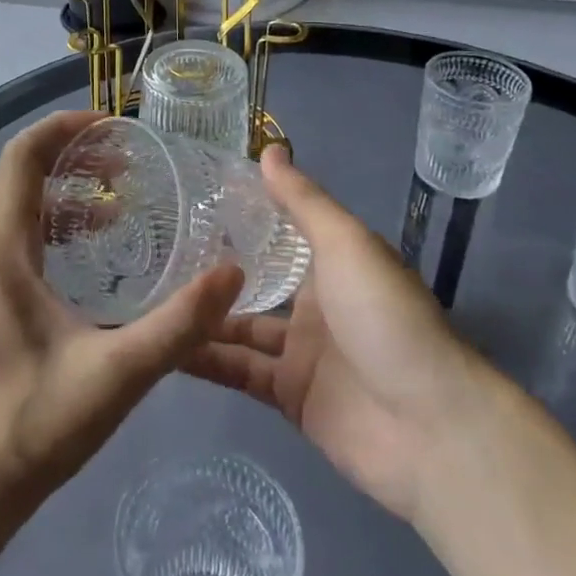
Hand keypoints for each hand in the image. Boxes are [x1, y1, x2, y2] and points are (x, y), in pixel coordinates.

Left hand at [0, 110, 245, 515]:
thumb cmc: (33, 426)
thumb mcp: (117, 375)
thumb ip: (179, 325)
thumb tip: (232, 273)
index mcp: (1, 250)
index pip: (24, 156)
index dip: (66, 128)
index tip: (117, 128)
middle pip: (22, 174)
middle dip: (76, 156)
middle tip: (131, 164)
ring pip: (19, 205)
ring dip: (67, 192)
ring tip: (121, 204)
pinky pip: (17, 235)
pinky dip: (56, 225)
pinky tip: (94, 252)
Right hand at [184, 146, 476, 523]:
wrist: (429, 427)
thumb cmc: (386, 317)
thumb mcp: (346, 244)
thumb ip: (304, 201)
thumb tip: (270, 148)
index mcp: (332, 261)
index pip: (279, 229)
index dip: (240, 214)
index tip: (189, 194)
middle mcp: (315, 302)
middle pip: (255, 279)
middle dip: (212, 266)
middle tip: (154, 247)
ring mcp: (300, 351)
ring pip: (238, 326)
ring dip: (200, 314)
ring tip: (145, 293)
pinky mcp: (288, 396)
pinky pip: (238, 371)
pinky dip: (204, 360)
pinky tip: (162, 345)